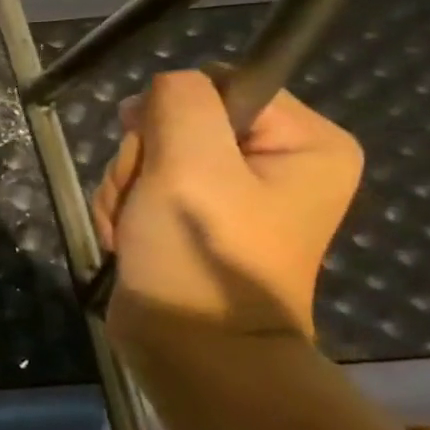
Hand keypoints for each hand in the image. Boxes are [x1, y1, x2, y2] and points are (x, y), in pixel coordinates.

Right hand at [92, 70, 362, 342]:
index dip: (175, 113)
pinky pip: (142, 186)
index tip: (159, 153)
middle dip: (143, 160)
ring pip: (150, 155)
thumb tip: (165, 85)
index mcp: (306, 144)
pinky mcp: (193, 217)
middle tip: (146, 200)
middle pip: (178, 123)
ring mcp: (231, 194)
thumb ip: (180, 103)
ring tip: (134, 227)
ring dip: (126, 187)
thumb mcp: (190, 164)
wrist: (189, 344)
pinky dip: (124, 210)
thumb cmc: (201, 252)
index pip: (222, 86)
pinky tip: (128, 238)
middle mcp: (276, 163)